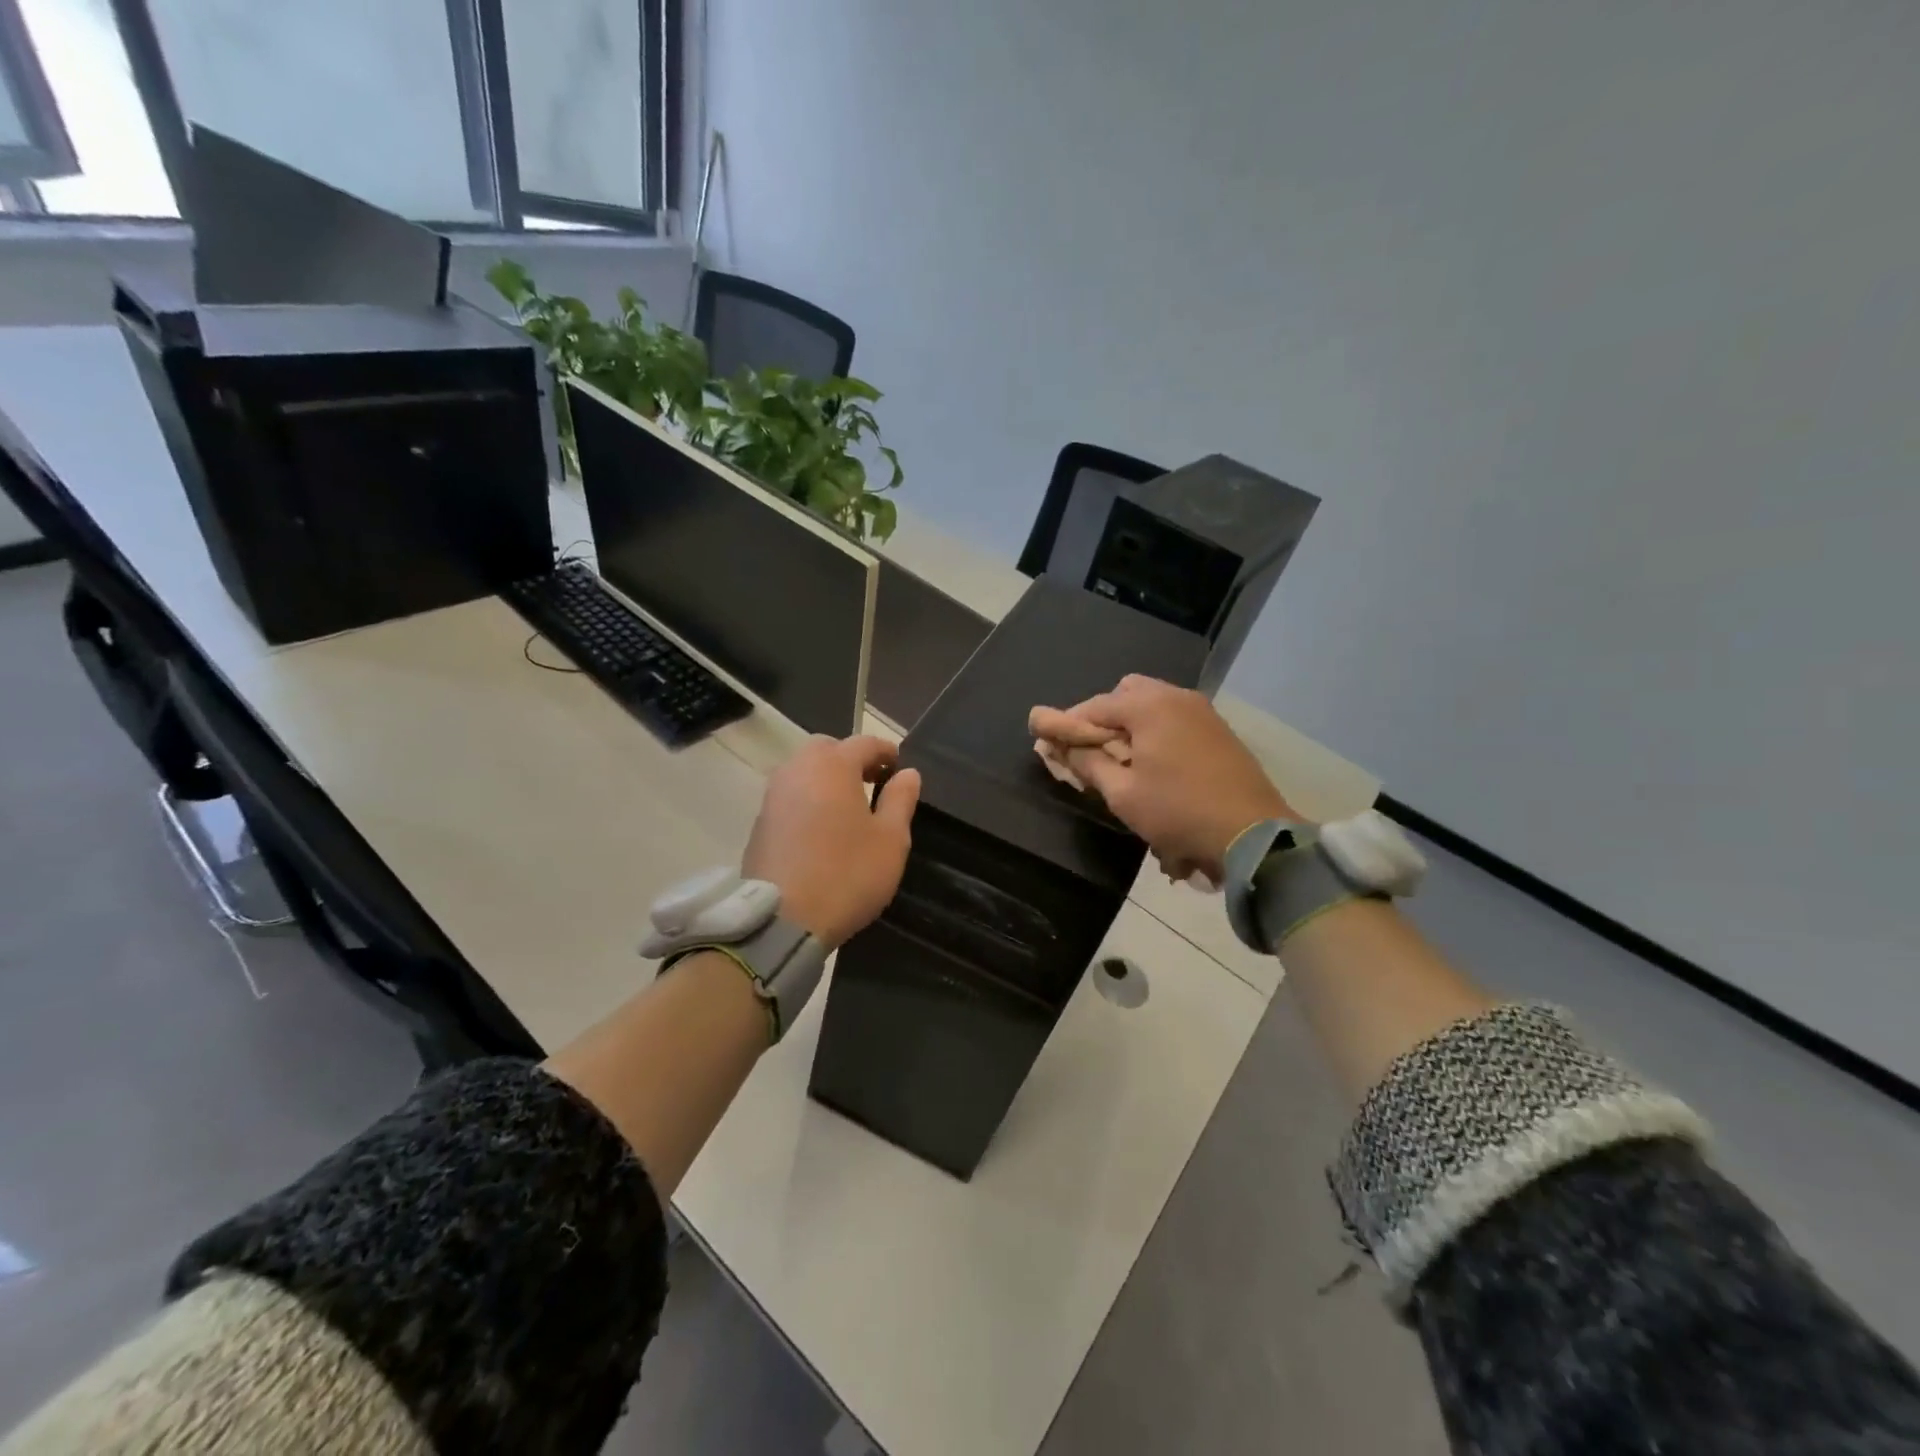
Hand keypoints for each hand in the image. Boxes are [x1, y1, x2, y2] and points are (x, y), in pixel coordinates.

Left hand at [742, 735, 920, 948]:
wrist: (782, 919)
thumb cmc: (847, 874)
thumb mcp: (891, 840)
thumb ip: (900, 800)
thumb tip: (908, 773)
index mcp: (833, 766)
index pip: (864, 743)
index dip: (885, 751)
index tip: (899, 766)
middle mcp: (798, 770)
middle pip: (827, 749)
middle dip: (851, 758)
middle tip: (872, 782)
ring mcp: (773, 795)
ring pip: (804, 770)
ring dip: (826, 778)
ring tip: (848, 805)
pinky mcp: (760, 821)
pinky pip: (789, 795)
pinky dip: (808, 798)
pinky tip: (821, 826)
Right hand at [1029, 676, 1293, 878]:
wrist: (1251, 833)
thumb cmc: (1178, 812)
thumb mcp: (1122, 794)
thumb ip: (1087, 764)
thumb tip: (1062, 747)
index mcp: (1149, 706)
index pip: (1094, 706)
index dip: (1067, 723)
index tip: (1048, 741)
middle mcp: (1176, 697)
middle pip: (1126, 693)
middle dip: (1103, 717)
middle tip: (1092, 751)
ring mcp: (1203, 711)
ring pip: (1153, 703)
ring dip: (1131, 724)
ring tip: (1122, 760)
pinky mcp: (1219, 729)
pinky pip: (1175, 717)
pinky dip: (1156, 730)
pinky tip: (1155, 762)